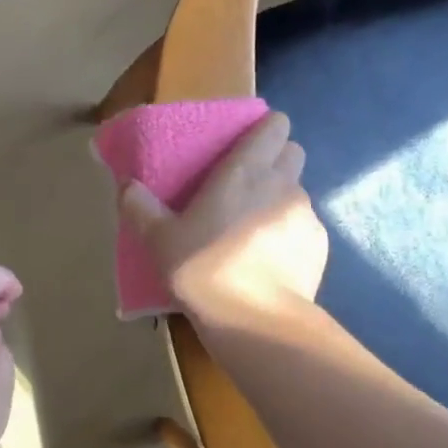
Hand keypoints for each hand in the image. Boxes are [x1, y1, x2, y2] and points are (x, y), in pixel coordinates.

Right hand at [121, 111, 326, 320]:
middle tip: (247, 184)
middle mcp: (282, 184)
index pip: (275, 125)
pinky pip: (305, 226)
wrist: (256, 321)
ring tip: (254, 228)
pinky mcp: (320, 245)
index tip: (246, 142)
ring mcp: (306, 214)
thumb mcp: (159, 240)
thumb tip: (126, 185)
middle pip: (293, 151)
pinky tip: (270, 258)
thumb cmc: (204, 269)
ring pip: (298, 190)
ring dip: (280, 199)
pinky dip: (290, 233)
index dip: (265, 128)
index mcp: (245, 171)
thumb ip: (140, 207)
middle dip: (276, 158)